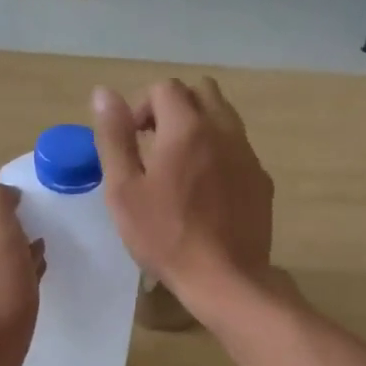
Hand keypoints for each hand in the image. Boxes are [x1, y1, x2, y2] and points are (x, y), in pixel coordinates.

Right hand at [91, 78, 273, 314]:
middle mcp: (223, 130)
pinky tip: (206, 189)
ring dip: (199, 125)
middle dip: (174, 106)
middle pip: (201, 91)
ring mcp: (247, 154)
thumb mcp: (123, 189)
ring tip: (179, 165)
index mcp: (186, 127)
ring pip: (224, 116)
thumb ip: (114, 137)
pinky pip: (238, 147)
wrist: (226, 278)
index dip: (142, 106)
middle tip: (154, 143)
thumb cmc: (165, 235)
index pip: (165, 88)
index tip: (132, 140)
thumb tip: (103, 93)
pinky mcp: (261, 179)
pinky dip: (218, 151)